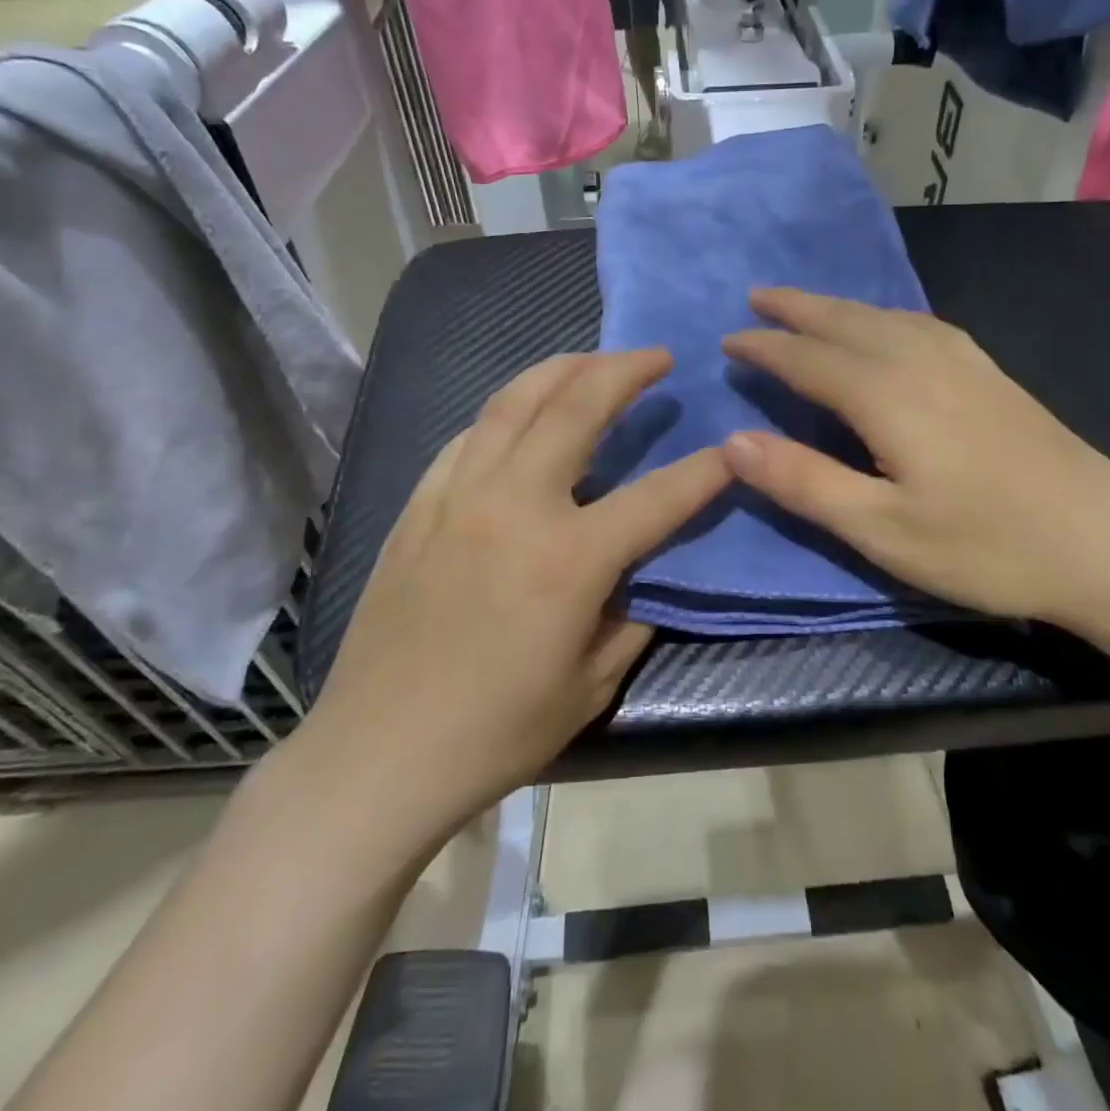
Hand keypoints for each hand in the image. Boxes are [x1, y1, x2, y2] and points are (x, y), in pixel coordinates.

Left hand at [297, 350, 729, 838]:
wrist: (378, 754)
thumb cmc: (495, 733)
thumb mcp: (591, 686)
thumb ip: (630, 616)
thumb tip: (643, 574)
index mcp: (569, 558)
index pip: (658, 495)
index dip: (704, 470)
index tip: (731, 448)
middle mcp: (514, 506)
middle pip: (577, 407)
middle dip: (626, 370)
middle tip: (657, 356)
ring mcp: (458, 497)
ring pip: (514, 401)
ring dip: (562, 370)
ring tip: (593, 362)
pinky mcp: (418, 506)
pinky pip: (469, 436)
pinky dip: (506, 411)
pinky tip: (521, 414)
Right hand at [722, 288, 1109, 630]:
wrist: (1109, 541)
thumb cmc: (987, 546)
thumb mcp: (882, 530)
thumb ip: (804, 482)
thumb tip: (730, 440)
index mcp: (887, 394)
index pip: (807, 358)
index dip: (764, 348)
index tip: (726, 340)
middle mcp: (920, 360)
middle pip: (845, 320)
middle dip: (796, 307)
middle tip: (756, 297)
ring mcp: (962, 360)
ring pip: (883, 315)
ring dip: (837, 307)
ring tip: (806, 306)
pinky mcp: (989, 372)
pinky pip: (917, 322)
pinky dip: (881, 315)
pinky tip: (886, 326)